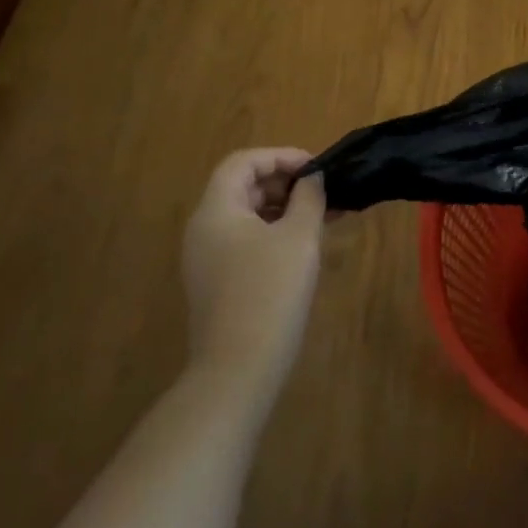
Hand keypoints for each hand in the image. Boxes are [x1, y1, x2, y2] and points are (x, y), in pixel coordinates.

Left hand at [181, 149, 324, 407]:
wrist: (238, 370)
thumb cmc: (270, 292)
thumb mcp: (299, 236)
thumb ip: (308, 197)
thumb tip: (313, 178)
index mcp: (216, 211)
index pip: (243, 162)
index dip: (280, 156)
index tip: (316, 169)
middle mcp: (204, 230)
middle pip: (243, 187)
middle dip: (285, 183)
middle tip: (323, 192)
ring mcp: (207, 260)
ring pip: (247, 216)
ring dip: (284, 209)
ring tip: (324, 217)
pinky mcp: (217, 284)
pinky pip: (246, 242)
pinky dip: (275, 233)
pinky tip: (305, 246)